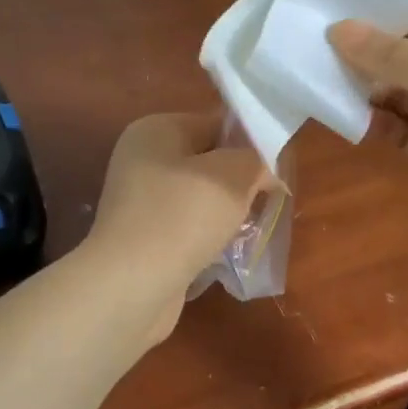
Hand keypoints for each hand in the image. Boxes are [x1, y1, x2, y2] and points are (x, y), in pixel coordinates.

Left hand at [83, 112, 269, 342]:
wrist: (132, 285)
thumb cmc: (182, 217)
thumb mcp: (233, 175)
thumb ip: (255, 159)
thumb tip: (263, 168)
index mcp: (155, 129)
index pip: (215, 123)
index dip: (249, 143)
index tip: (275, 170)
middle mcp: (141, 159)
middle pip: (207, 161)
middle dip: (239, 181)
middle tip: (266, 201)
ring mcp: (138, 201)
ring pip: (199, 197)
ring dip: (226, 212)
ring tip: (249, 228)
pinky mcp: (142, 237)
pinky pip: (186, 227)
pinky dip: (207, 237)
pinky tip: (225, 252)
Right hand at [328, 1, 407, 245]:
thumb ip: (395, 56)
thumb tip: (339, 30)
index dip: (397, 14)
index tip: (347, 10)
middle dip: (377, 53)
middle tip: (325, 43)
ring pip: (406, 95)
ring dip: (372, 87)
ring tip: (328, 75)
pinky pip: (401, 130)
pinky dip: (377, 121)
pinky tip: (348, 113)